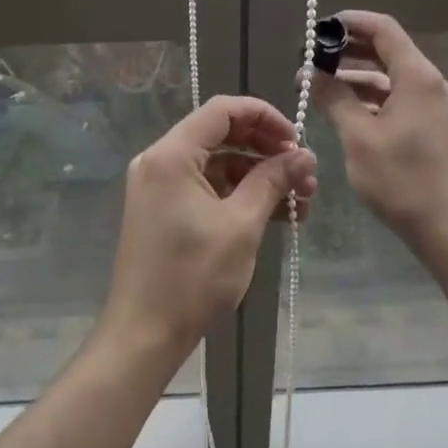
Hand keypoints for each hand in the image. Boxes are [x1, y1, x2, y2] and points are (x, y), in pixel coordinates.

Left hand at [102, 96, 317, 358]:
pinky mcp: (163, 209)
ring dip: (258, 176)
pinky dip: (238, 194)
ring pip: (217, 163)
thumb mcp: (241, 225)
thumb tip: (304, 156)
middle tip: (304, 173)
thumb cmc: (192, 277)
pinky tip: (274, 215)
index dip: (264, 116)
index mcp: (172, 154)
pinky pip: (206, 186)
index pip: (223, 110)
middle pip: (221, 134)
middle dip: (266, 150)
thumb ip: (272, 181)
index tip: (297, 140)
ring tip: (300, 201)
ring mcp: (159, 185)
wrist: (143, 336)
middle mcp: (160, 160)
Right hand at [312, 10, 447, 260]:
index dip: (350, 21)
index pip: (383, 28)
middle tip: (310, 58)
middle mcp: (428, 82)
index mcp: (416, 76)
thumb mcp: (358, 137)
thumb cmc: (402, 180)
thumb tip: (311, 72)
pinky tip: (341, 107)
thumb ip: (334, 98)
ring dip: (354, 75)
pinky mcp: (429, 125)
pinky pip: (395, 96)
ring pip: (388, 75)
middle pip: (385, 49)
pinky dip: (368, 96)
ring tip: (316, 84)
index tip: (318, 28)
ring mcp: (431, 105)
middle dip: (347, 49)